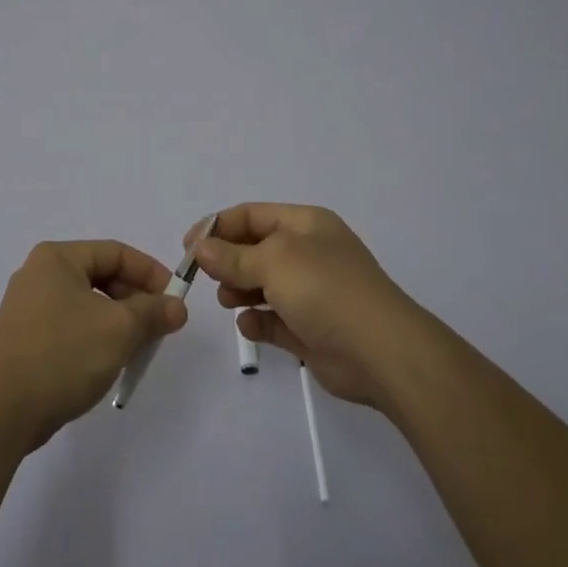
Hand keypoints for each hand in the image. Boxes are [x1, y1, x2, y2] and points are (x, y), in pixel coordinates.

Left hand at [0, 240, 188, 451]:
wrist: (1, 411)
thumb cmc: (63, 354)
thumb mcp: (118, 329)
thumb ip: (152, 312)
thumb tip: (177, 307)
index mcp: (56, 258)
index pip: (115, 252)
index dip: (150, 272)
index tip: (174, 299)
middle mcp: (38, 275)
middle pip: (100, 276)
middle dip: (135, 300)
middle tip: (160, 326)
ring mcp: (27, 308)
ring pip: (86, 304)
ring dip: (118, 321)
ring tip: (138, 348)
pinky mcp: (24, 340)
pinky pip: (70, 326)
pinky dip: (95, 337)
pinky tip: (108, 362)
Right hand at [189, 204, 430, 409]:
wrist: (380, 351)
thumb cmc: (325, 289)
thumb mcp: (273, 261)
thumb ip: (232, 256)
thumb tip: (200, 249)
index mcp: (305, 224)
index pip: (251, 215)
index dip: (217, 226)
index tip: (188, 247)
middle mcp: (308, 253)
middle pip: (254, 249)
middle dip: (227, 260)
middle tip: (204, 277)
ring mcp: (311, 292)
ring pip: (262, 284)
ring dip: (238, 289)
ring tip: (227, 300)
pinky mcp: (310, 328)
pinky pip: (273, 319)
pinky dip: (257, 320)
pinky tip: (248, 325)